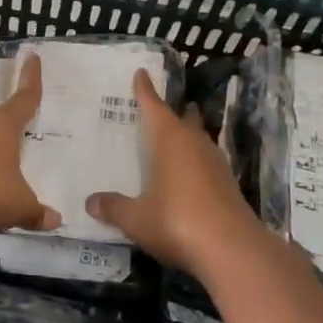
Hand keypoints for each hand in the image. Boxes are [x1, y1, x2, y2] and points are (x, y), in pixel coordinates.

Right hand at [85, 69, 262, 279]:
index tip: (141, 73)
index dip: (145, 90)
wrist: (232, 250)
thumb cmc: (176, 221)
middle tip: (159, 108)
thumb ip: (114, 207)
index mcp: (170, 140)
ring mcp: (215, 163)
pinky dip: (195, 161)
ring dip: (187, 135)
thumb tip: (90, 202)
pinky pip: (206, 162)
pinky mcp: (228, 185)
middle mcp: (194, 143)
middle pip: (183, 118)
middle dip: (173, 111)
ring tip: (173, 139)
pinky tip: (187, 175)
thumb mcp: (136, 218)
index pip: (154, 106)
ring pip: (198, 139)